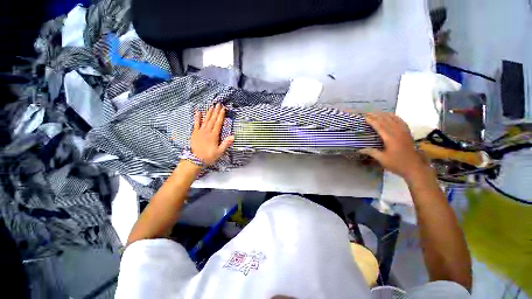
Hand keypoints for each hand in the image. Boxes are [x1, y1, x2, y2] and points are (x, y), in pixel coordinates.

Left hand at [189, 104, 233, 165]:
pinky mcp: (194, 133)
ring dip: (209, 112)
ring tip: (212, 106)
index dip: (221, 115)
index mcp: (214, 135)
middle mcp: (207, 131)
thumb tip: (233, 136)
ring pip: (205, 120)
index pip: (218, 123)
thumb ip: (226, 144)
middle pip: (212, 119)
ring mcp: (200, 131)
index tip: (223, 109)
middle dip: (216, 111)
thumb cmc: (209, 156)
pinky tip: (198, 112)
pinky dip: (197, 117)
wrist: (195, 160)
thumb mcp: (219, 152)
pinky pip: (196, 124)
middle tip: (218, 104)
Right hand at [360, 112, 429, 180]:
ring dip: (385, 115)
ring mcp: (404, 132)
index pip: (380, 126)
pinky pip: (401, 122)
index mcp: (390, 138)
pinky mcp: (407, 133)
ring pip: (394, 119)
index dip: (372, 121)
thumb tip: (359, 149)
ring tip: (378, 112)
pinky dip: (395, 117)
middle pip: (386, 120)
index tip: (365, 117)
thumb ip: (371, 152)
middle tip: (368, 113)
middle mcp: (398, 133)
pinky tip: (391, 116)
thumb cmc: (397, 164)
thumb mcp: (382, 159)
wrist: (415, 168)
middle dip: (377, 116)